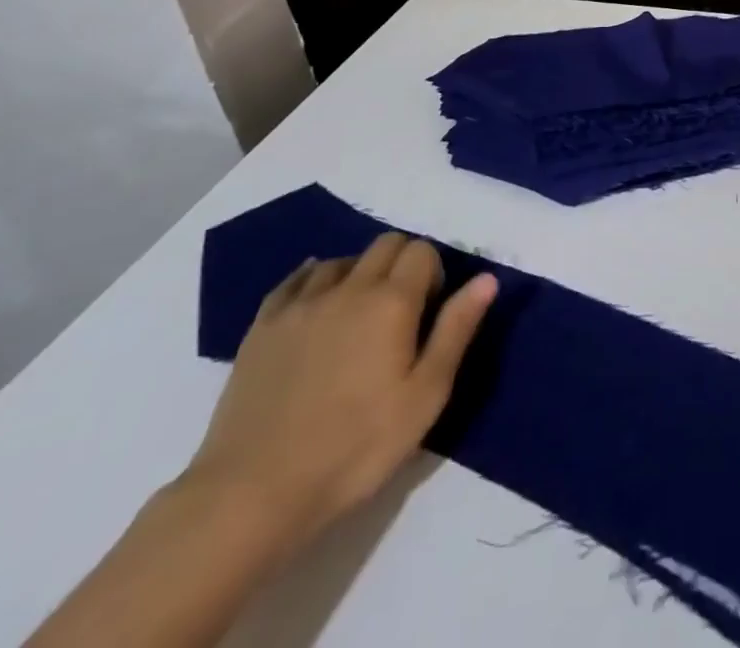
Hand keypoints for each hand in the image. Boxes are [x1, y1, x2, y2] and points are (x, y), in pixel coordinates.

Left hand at [183, 233, 497, 555]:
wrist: (252, 495)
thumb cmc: (355, 447)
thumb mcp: (425, 396)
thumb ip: (457, 330)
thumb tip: (486, 278)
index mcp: (392, 301)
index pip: (422, 251)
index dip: (434, 273)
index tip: (429, 312)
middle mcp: (348, 288)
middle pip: (385, 244)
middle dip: (402, 264)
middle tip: (401, 314)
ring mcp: (300, 305)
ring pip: (342, 260)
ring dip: (359, 274)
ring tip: (358, 317)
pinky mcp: (262, 327)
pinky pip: (296, 280)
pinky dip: (315, 281)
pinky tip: (318, 305)